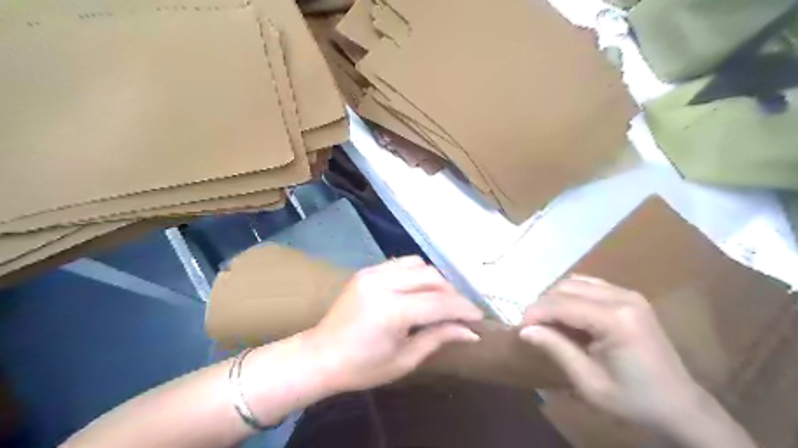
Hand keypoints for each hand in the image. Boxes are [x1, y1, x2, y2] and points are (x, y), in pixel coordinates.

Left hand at [307, 255, 481, 391]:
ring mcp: (372, 273)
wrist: (320, 356)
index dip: (463, 308)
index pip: (438, 302)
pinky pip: (401, 264)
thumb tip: (470, 332)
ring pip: (418, 264)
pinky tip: (419, 291)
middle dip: (452, 293)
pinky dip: (417, 274)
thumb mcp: (404, 359)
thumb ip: (438, 338)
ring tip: (441, 301)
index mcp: (391, 311)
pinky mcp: (367, 271)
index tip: (479, 317)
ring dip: (435, 281)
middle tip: (460, 312)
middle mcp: (382, 283)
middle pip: (431, 277)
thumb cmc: (362, 367)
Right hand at [518, 274, 698, 431]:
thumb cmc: (634, 400)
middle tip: (534, 329)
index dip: (535, 313)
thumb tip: (524, 330)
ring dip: (556, 299)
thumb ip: (557, 349)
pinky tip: (569, 315)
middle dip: (543, 305)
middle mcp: (622, 297)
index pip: (561, 304)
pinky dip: (571, 296)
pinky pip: (588, 285)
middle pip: (565, 287)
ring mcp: (628, 293)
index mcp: (616, 320)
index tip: (519, 329)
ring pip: (574, 282)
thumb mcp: (589, 382)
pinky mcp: (629, 296)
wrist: (680, 405)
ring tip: (549, 323)